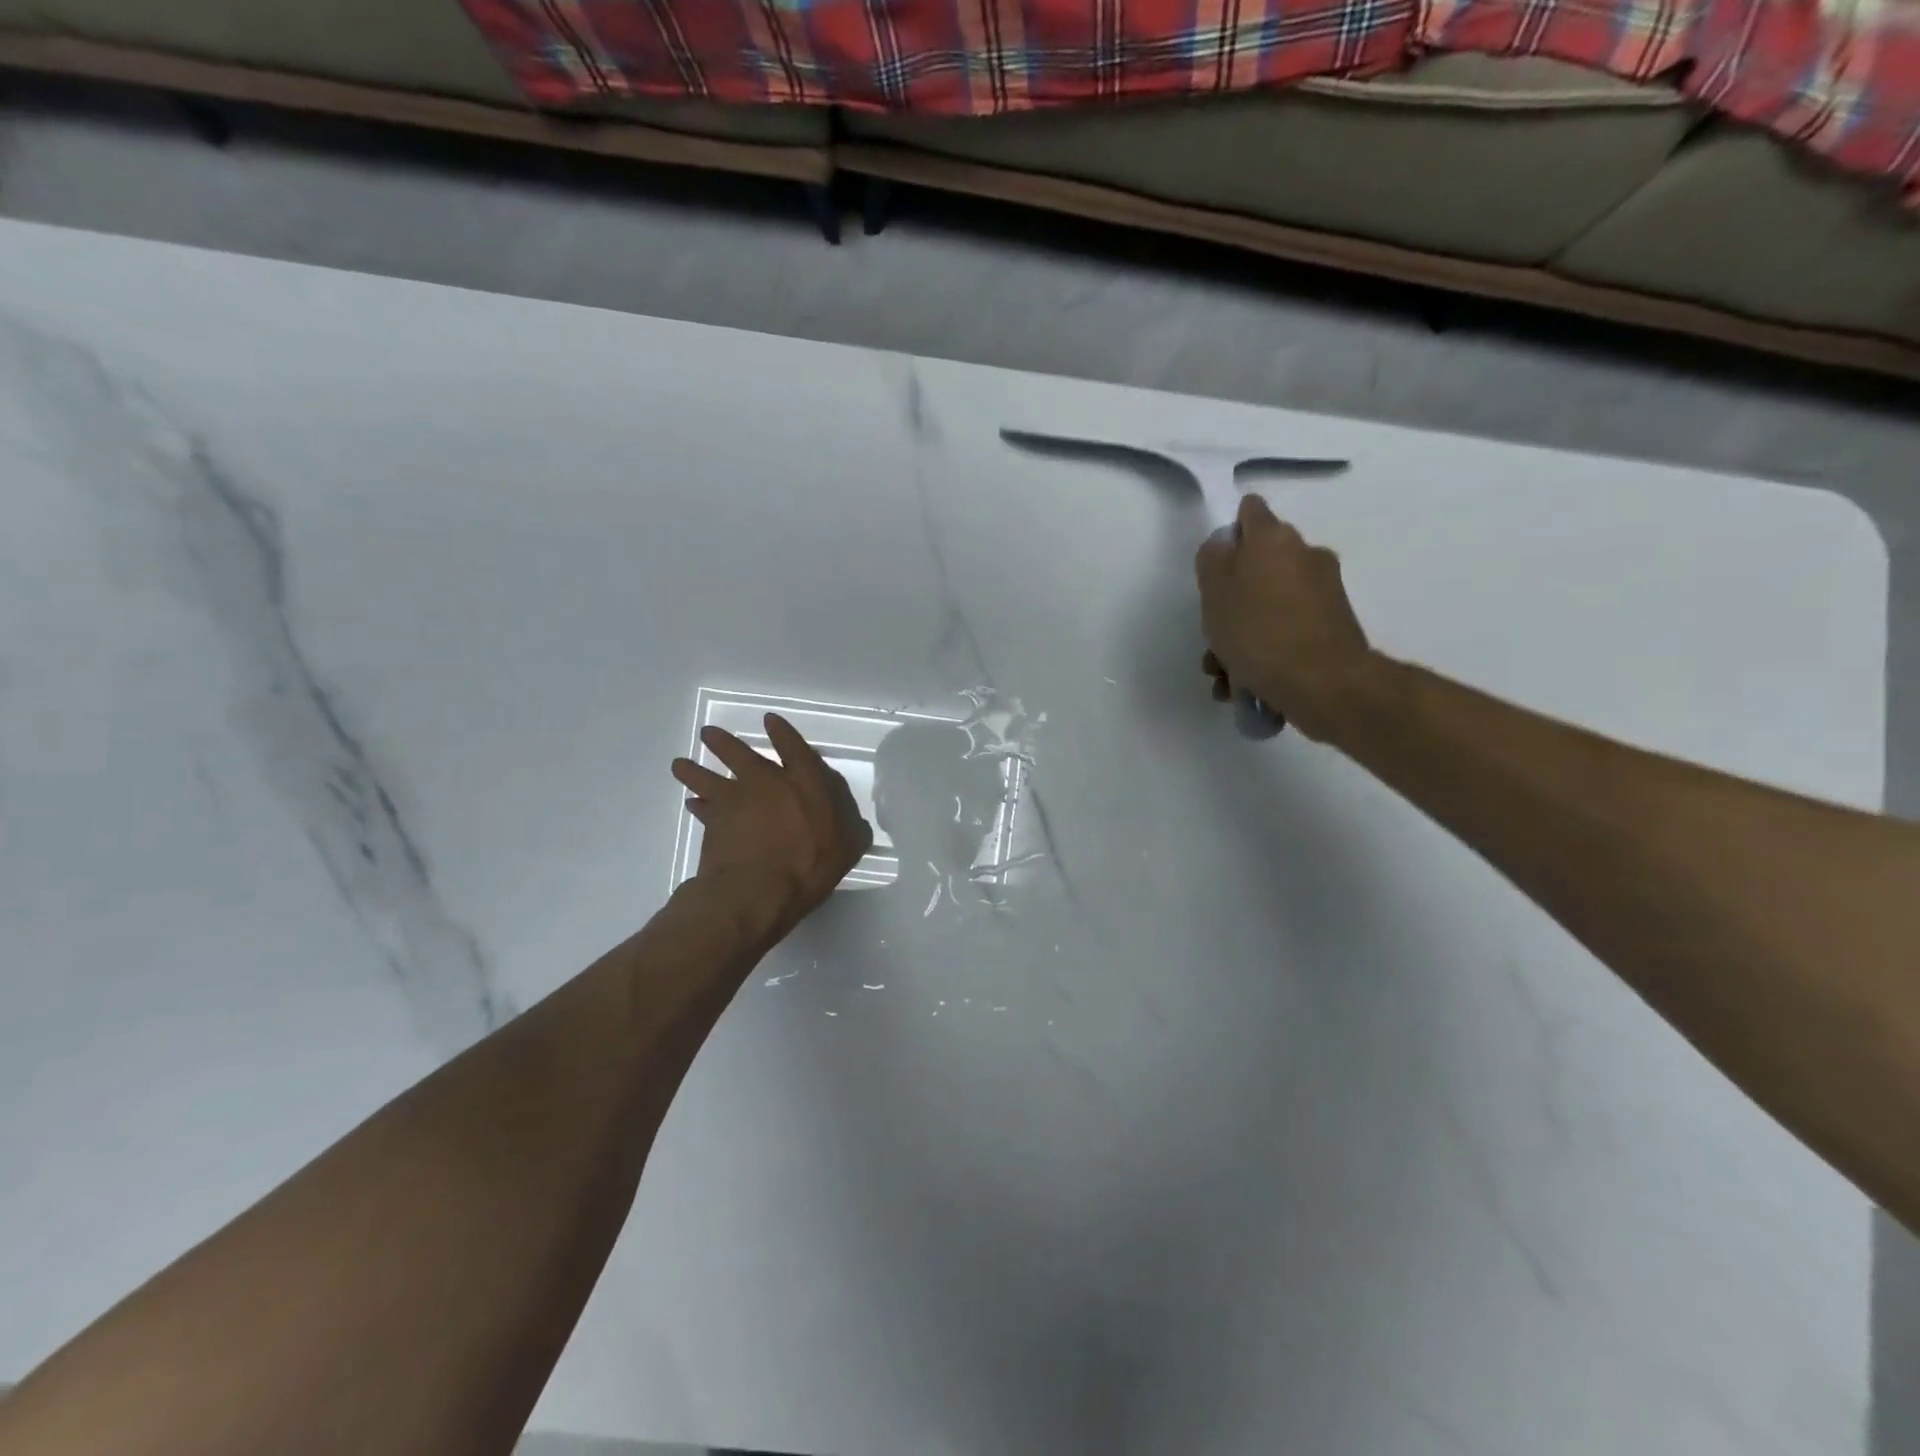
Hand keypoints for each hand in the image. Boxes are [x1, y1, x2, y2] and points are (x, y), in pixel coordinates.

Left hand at [671, 714, 873, 938]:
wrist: (757, 890)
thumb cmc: (809, 866)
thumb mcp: (846, 849)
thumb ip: (851, 832)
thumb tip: (855, 825)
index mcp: (804, 784)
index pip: (794, 749)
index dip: (783, 734)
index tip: (770, 720)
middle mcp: (767, 783)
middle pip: (741, 755)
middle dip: (725, 743)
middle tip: (708, 734)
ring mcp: (735, 801)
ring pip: (708, 777)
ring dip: (694, 769)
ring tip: (680, 764)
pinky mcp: (713, 823)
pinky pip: (701, 808)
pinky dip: (697, 805)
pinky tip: (691, 804)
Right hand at [1195, 494, 1373, 741]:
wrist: (1322, 682)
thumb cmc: (1257, 631)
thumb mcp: (1214, 591)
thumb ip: (1212, 558)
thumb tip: (1224, 545)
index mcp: (1274, 539)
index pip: (1249, 512)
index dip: (1229, 531)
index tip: (1214, 563)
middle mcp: (1305, 555)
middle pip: (1257, 567)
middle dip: (1230, 600)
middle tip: (1211, 634)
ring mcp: (1323, 592)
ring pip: (1268, 605)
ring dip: (1242, 635)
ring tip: (1224, 675)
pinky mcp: (1332, 627)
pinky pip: (1287, 631)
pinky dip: (1265, 652)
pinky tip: (1245, 686)